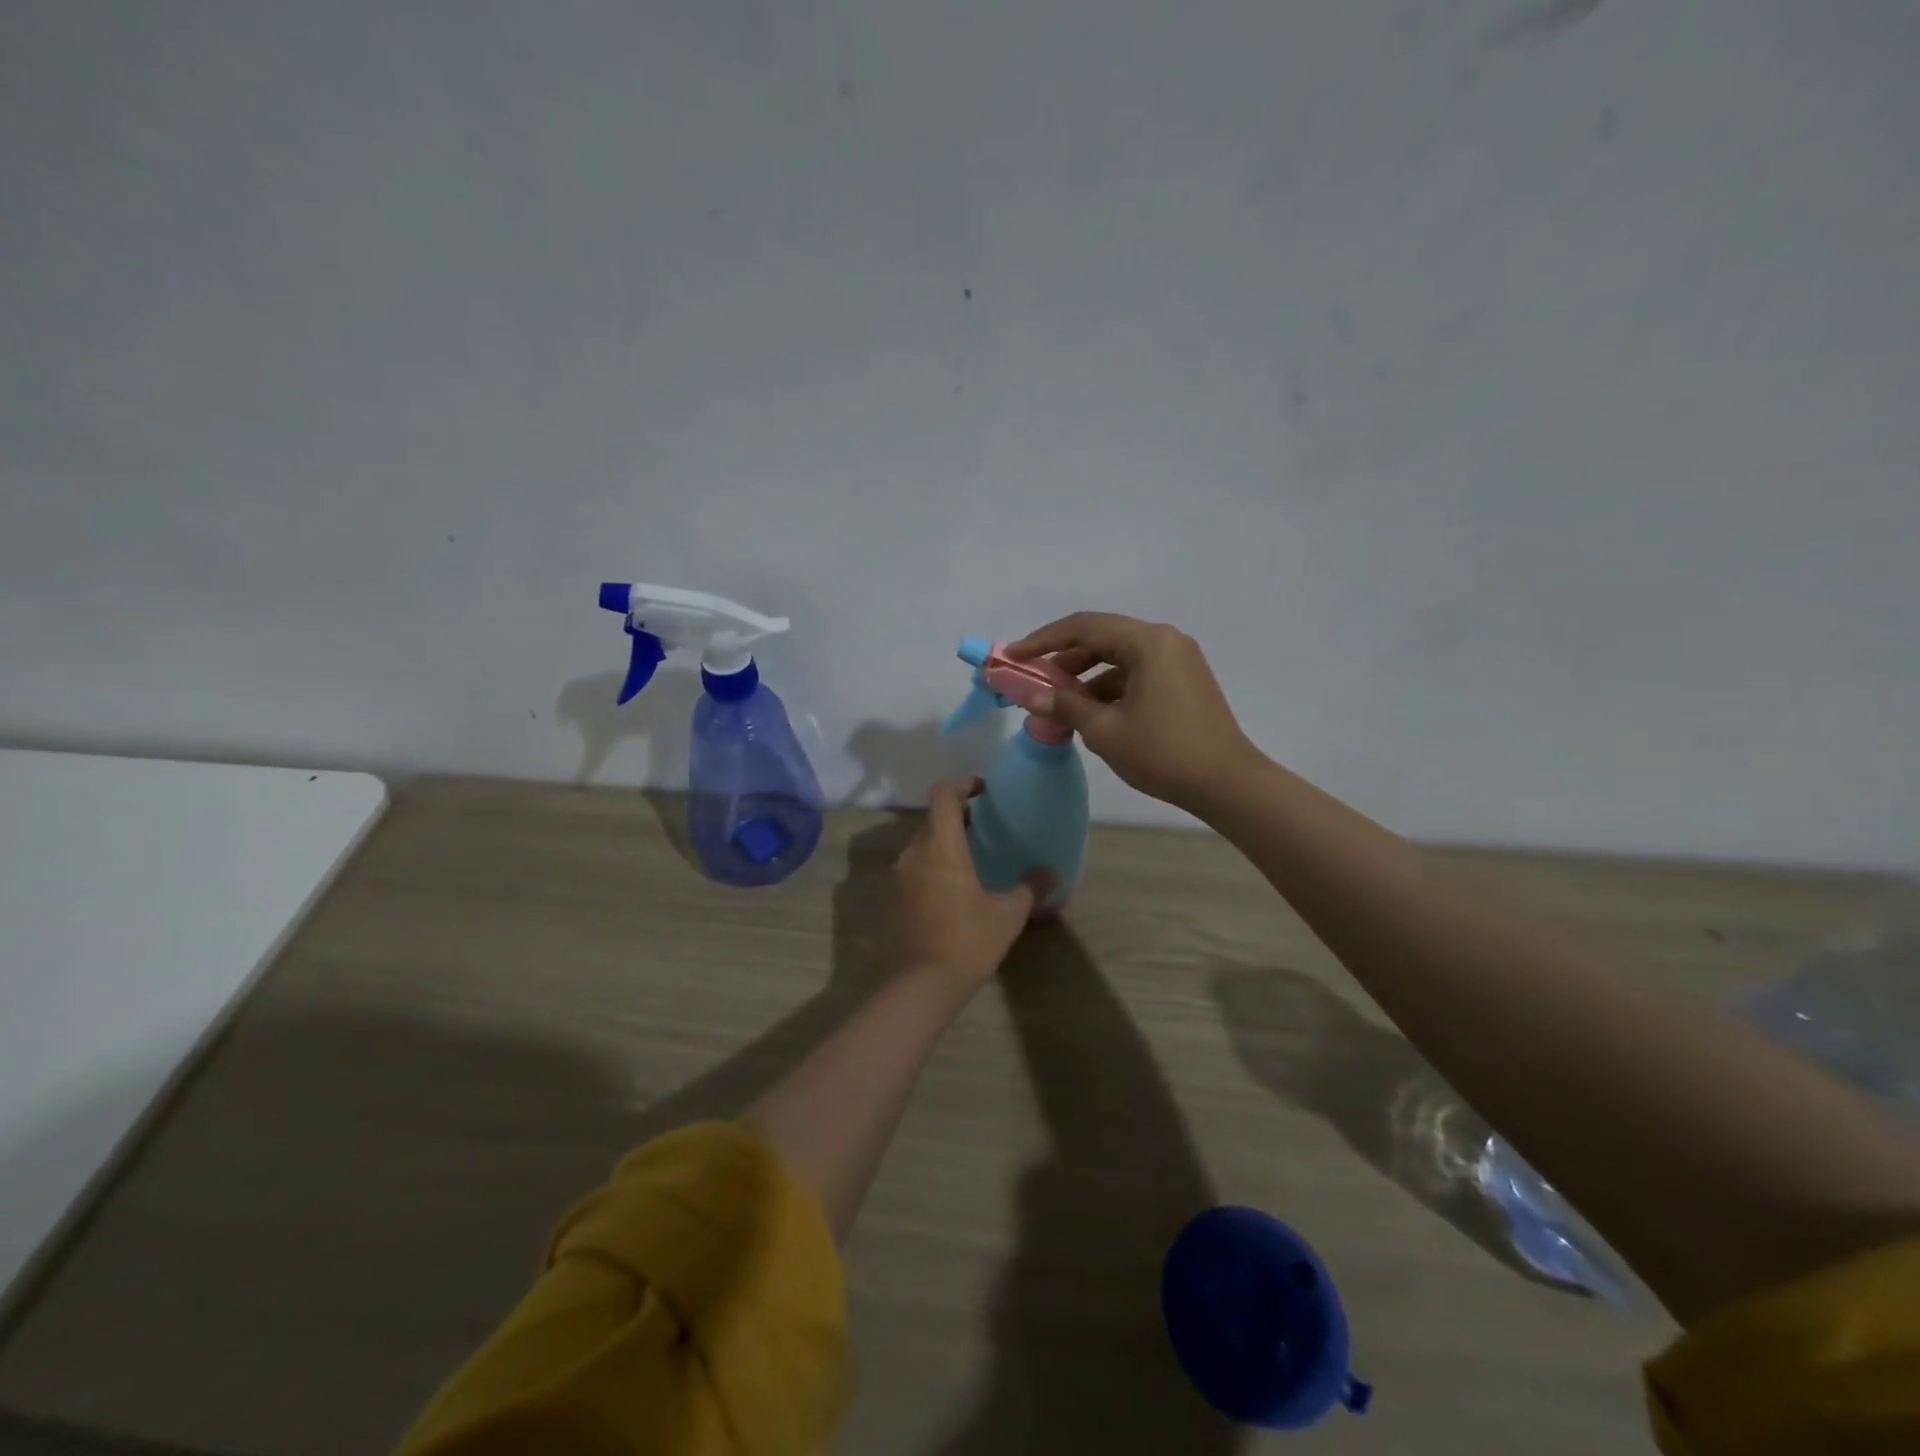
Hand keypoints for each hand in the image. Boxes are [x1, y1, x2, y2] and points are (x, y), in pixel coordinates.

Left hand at [894, 778, 1047, 987]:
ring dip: (945, 839)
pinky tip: (956, 884)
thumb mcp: (1008, 914)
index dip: (962, 783)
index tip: (983, 790)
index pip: (943, 794)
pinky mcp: (896, 897)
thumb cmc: (968, 941)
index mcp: (941, 847)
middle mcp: (915, 853)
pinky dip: (935, 862)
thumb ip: (1029, 887)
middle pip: (933, 818)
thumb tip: (1050, 873)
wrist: (923, 985)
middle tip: (986, 823)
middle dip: (958, 814)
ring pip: (923, 842)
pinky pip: (916, 865)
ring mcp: (901, 875)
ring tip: (974, 853)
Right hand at [1007, 612, 1261, 813]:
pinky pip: (1137, 674)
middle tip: (1032, 679)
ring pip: (1119, 658)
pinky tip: (1090, 712)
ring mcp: (1178, 661)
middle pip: (1102, 638)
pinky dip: (1110, 688)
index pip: (1084, 627)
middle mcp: (1165, 641)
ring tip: (1057, 701)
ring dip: (1086, 676)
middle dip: (1063, 658)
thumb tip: (1030, 698)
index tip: (1013, 656)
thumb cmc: (1163, 752)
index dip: (1042, 640)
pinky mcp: (1184, 682)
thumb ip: (1065, 706)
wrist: (1227, 784)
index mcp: (1148, 642)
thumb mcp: (1106, 730)